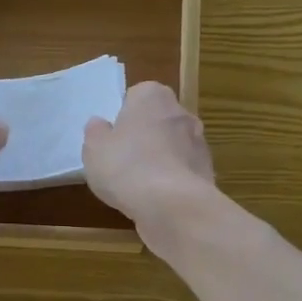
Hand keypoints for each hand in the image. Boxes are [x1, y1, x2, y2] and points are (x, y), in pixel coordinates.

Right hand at [81, 82, 215, 227]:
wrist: (172, 205)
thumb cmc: (126, 166)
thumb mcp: (94, 149)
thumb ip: (96, 132)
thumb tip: (100, 124)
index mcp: (152, 96)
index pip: (137, 95)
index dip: (124, 115)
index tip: (113, 136)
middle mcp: (181, 112)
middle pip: (158, 120)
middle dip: (145, 135)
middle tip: (123, 159)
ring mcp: (199, 142)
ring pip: (173, 146)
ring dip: (160, 159)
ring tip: (138, 184)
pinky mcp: (207, 171)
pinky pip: (183, 171)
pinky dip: (172, 180)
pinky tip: (156, 199)